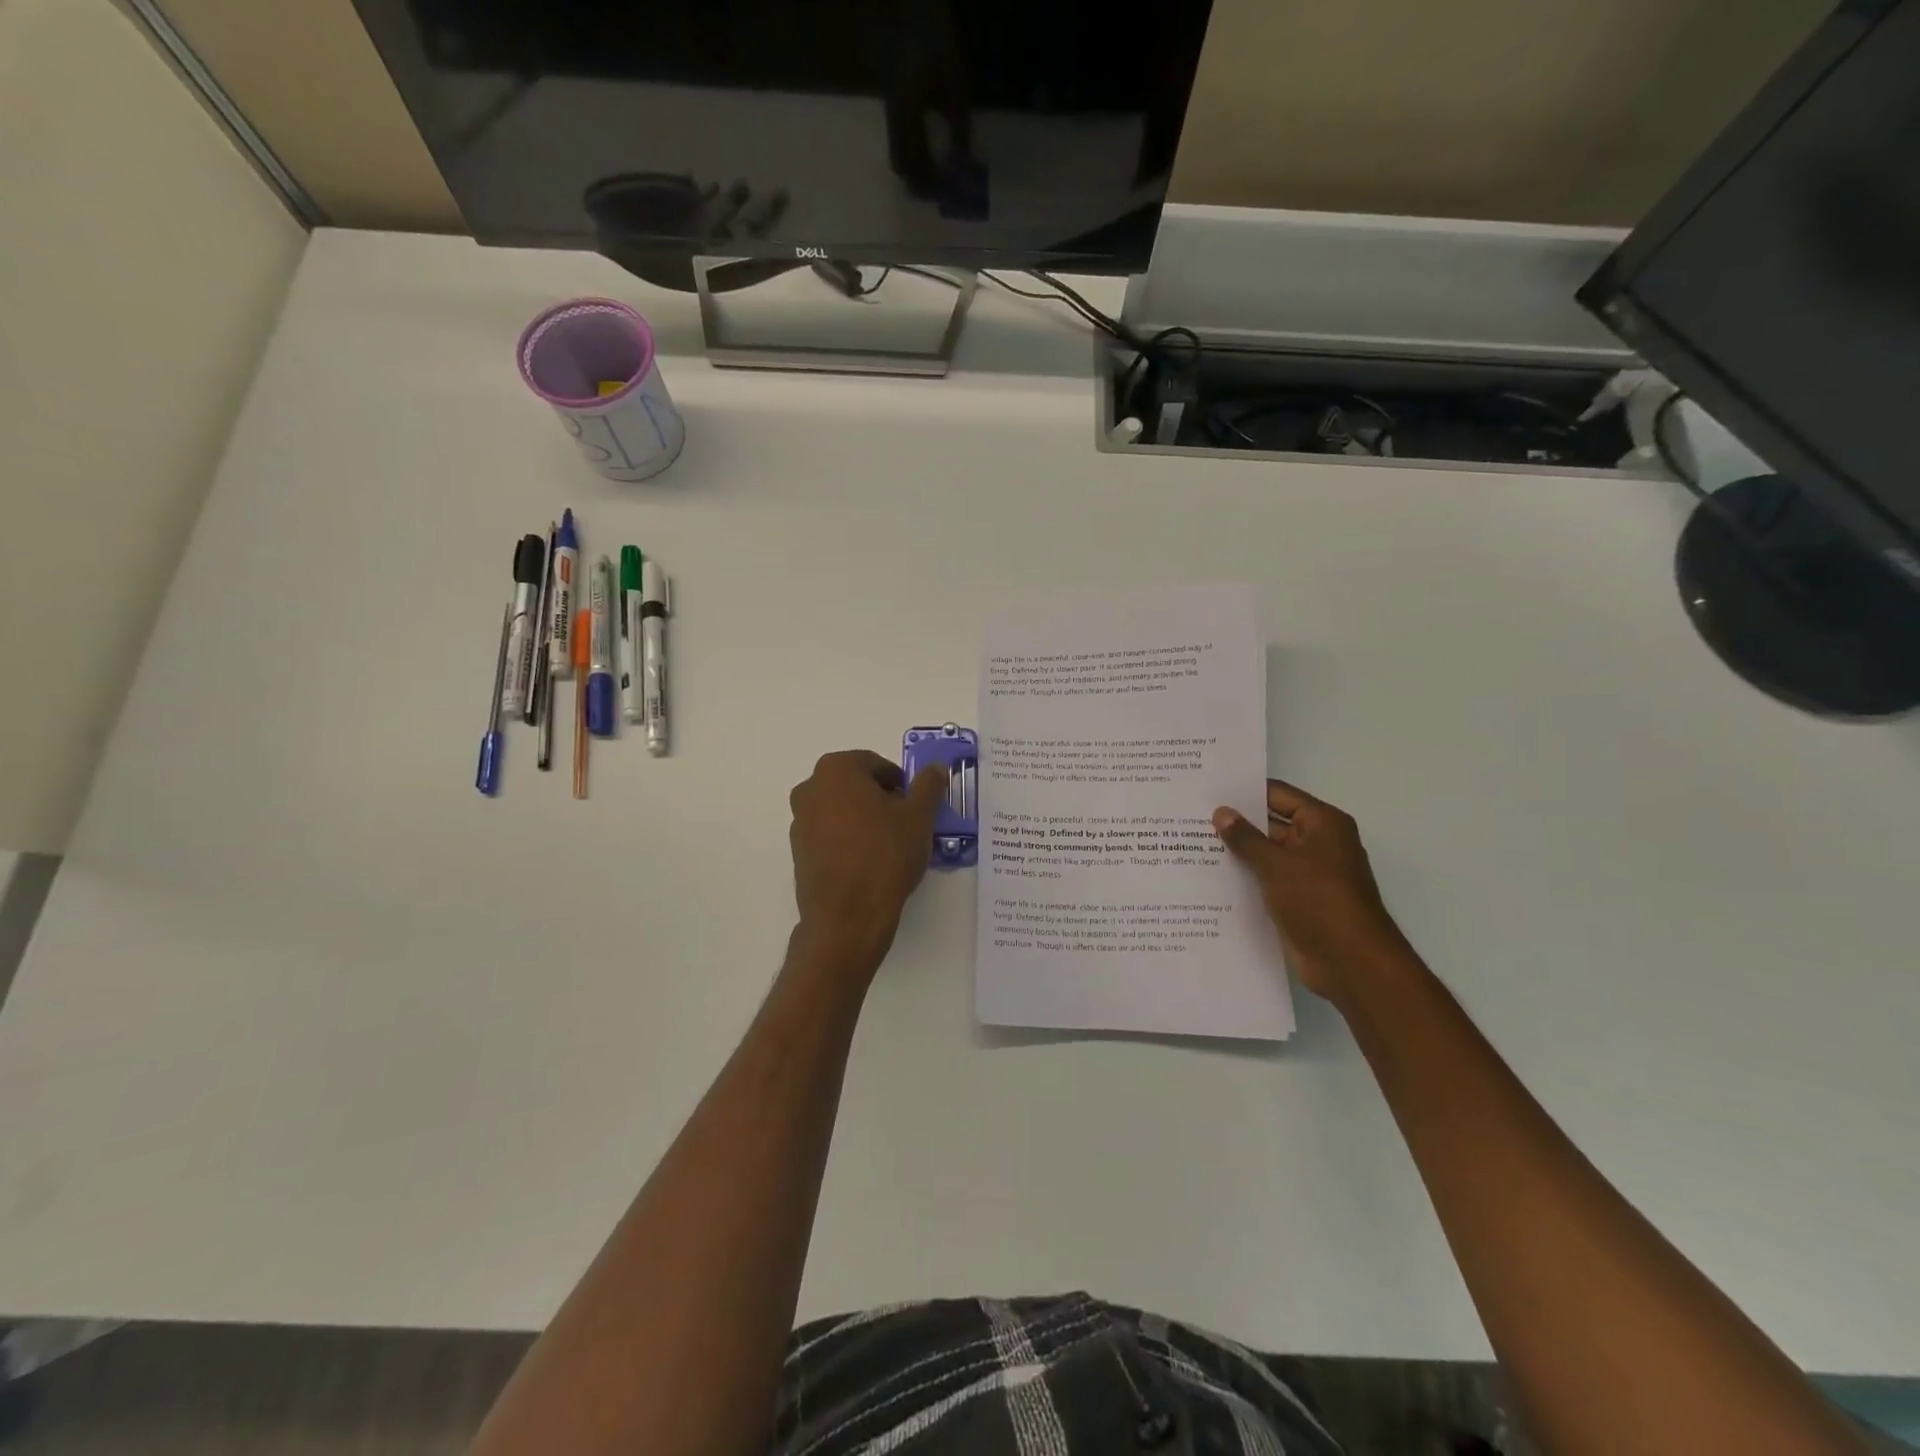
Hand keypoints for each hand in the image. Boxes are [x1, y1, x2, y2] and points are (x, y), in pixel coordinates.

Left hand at [788, 751, 948, 976]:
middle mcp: (811, 788)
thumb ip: (928, 785)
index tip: (915, 805)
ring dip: (864, 818)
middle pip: (855, 784)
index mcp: (837, 769)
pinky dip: (848, 839)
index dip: (900, 783)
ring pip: (841, 809)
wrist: (847, 915)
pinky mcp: (798, 850)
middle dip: (881, 799)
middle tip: (905, 823)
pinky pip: (829, 834)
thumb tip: (936, 767)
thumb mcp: (919, 816)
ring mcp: (799, 820)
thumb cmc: (885, 855)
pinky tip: (868, 861)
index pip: (876, 764)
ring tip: (889, 845)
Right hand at [1213, 780, 1409, 1005]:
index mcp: (1322, 824)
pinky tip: (1210, 877)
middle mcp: (1318, 843)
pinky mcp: (1299, 900)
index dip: (1244, 792)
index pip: (1277, 795)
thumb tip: (1221, 812)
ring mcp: (1309, 874)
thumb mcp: (1276, 865)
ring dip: (1238, 853)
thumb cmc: (1318, 901)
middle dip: (1236, 823)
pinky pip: (1268, 880)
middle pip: (1271, 824)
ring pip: (1267, 855)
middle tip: (1190, 817)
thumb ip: (1245, 838)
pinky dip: (1245, 878)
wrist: (1351, 963)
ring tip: (1191, 844)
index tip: (1208, 790)